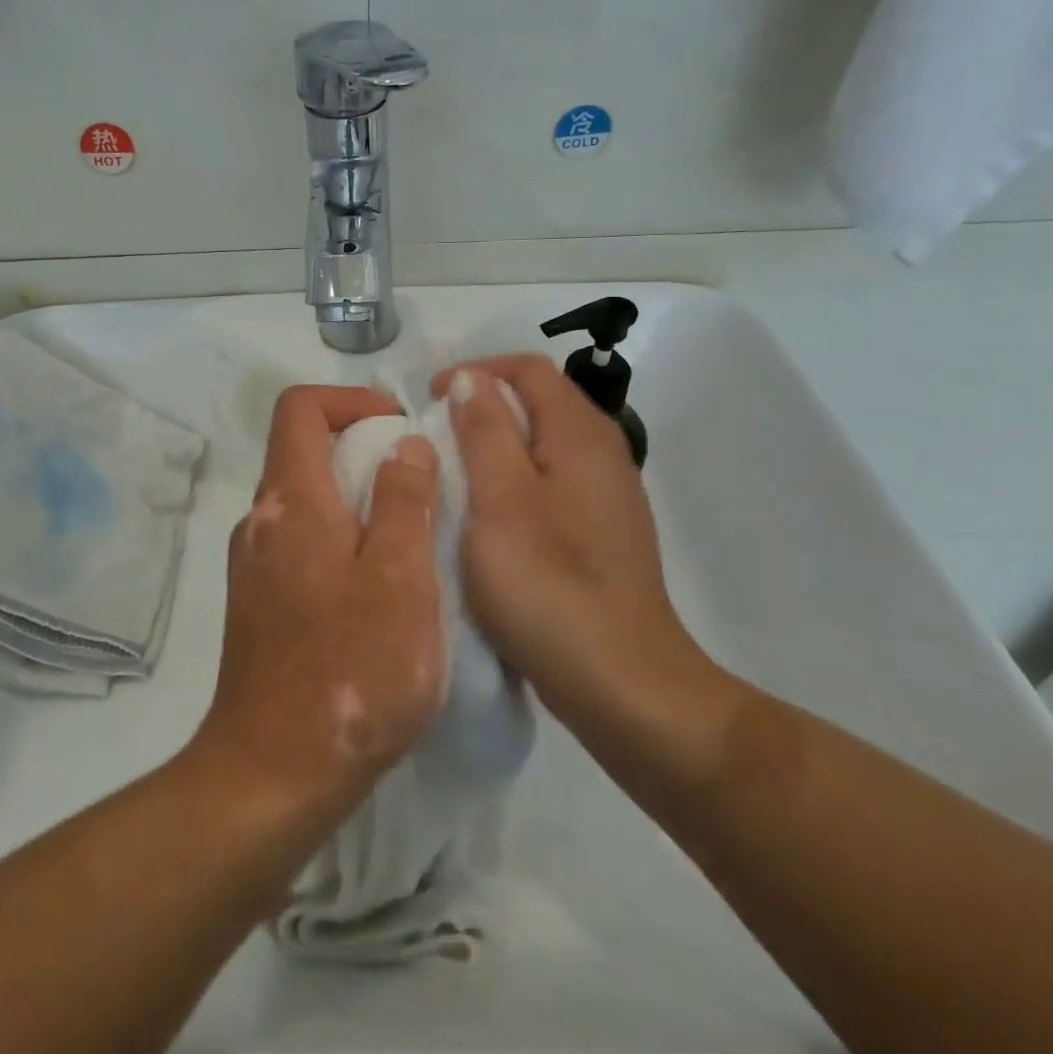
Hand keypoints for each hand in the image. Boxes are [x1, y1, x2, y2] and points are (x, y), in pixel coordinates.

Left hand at [195, 385, 444, 829]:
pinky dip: (342, 544)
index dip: (349, 399)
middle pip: (304, 454)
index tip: (398, 426)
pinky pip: (303, 548)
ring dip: (357, 503)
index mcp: (289, 502)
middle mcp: (260, 523)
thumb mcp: (399, 576)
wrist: (274, 773)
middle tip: (421, 489)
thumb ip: (403, 499)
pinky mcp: (260, 607)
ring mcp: (254, 568)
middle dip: (364, 453)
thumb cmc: (350, 669)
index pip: (299, 407)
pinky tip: (380, 593)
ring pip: (308, 506)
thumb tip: (403, 444)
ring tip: (411, 543)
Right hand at [432, 356, 716, 735]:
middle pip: (539, 403)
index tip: (430, 399)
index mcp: (581, 434)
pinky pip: (550, 484)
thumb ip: (485, 429)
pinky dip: (513, 483)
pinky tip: (487, 519)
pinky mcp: (601, 535)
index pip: (529, 369)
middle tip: (434, 436)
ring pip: (543, 446)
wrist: (622, 684)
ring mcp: (606, 497)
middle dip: (483, 407)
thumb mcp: (500, 498)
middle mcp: (602, 453)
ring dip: (495, 447)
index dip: (476, 372)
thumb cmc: (549, 584)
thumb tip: (471, 378)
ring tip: (451, 474)